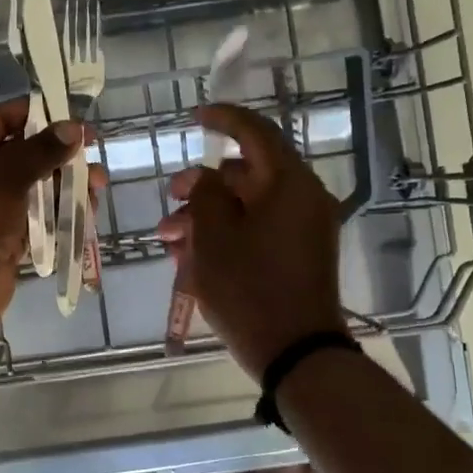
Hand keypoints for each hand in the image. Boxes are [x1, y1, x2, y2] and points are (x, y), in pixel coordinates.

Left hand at [0, 98, 81, 331]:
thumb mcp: (5, 174)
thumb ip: (42, 150)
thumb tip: (74, 128)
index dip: (37, 115)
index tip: (73, 117)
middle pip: (20, 155)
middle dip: (59, 156)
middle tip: (93, 153)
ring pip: (32, 189)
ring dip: (65, 186)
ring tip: (98, 186)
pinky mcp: (2, 240)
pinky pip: (35, 219)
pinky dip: (58, 214)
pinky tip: (86, 211)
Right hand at [156, 104, 347, 378]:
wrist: (296, 354)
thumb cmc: (250, 288)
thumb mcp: (214, 237)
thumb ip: (204, 194)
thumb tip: (205, 179)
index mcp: (289, 184)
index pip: (256, 133)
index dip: (223, 119)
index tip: (195, 117)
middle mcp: (303, 199)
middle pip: (247, 175)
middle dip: (202, 185)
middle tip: (170, 198)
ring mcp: (304, 230)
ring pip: (247, 206)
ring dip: (207, 215)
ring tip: (169, 239)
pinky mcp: (299, 256)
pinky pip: (258, 231)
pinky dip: (227, 235)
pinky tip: (191, 257)